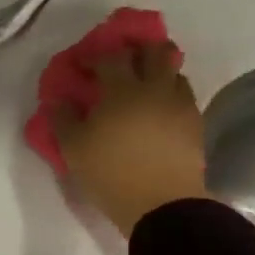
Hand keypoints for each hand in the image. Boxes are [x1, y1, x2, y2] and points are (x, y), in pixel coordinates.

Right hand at [53, 42, 208, 236]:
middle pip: (156, 52)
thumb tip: (59, 100)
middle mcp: (155, 89)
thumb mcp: (73, 149)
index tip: (82, 62)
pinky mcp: (195, 124)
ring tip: (143, 87)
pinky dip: (170, 95)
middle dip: (139, 48)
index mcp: (122, 90)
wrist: (162, 205)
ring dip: (158, 72)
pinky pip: (183, 97)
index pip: (111, 56)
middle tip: (123, 60)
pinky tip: (158, 110)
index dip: (95, 54)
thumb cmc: (110, 173)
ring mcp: (180, 105)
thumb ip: (63, 119)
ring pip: (175, 73)